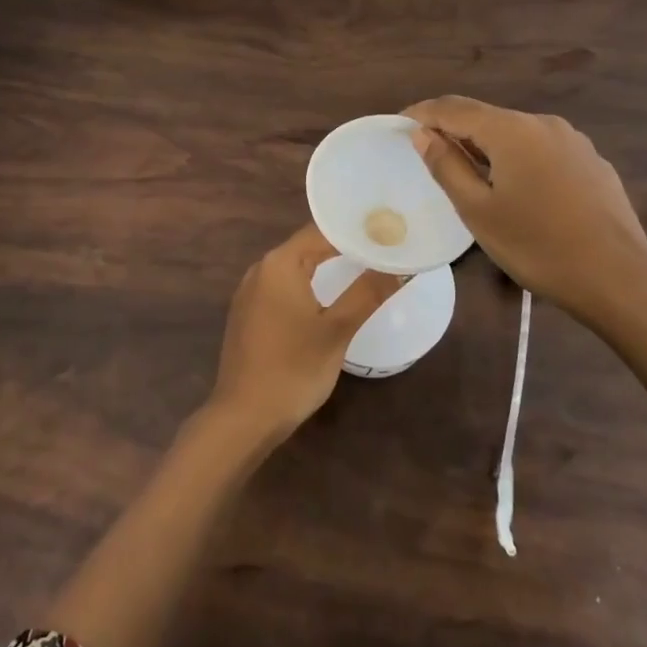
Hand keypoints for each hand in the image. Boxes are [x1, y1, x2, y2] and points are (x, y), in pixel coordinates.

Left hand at [210, 225, 401, 443]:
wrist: (245, 416)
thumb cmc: (293, 369)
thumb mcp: (337, 330)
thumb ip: (368, 292)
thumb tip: (401, 265)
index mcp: (279, 263)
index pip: (323, 230)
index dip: (356, 230)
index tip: (388, 233)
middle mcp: (260, 268)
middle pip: (308, 246)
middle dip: (345, 246)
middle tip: (384, 250)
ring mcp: (250, 292)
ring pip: (295, 267)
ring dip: (327, 266)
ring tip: (365, 268)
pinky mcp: (248, 313)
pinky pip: (284, 286)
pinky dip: (309, 284)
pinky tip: (330, 296)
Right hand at [403, 95, 646, 336]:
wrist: (619, 278)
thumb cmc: (538, 246)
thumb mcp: (478, 211)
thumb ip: (446, 166)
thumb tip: (422, 134)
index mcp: (511, 130)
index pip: (453, 108)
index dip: (421, 113)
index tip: (398, 124)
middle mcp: (543, 123)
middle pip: (486, 117)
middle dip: (454, 131)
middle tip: (429, 155)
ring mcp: (573, 141)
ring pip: (516, 134)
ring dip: (486, 146)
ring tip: (470, 176)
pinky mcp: (592, 162)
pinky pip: (542, 150)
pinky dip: (517, 159)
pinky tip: (517, 190)